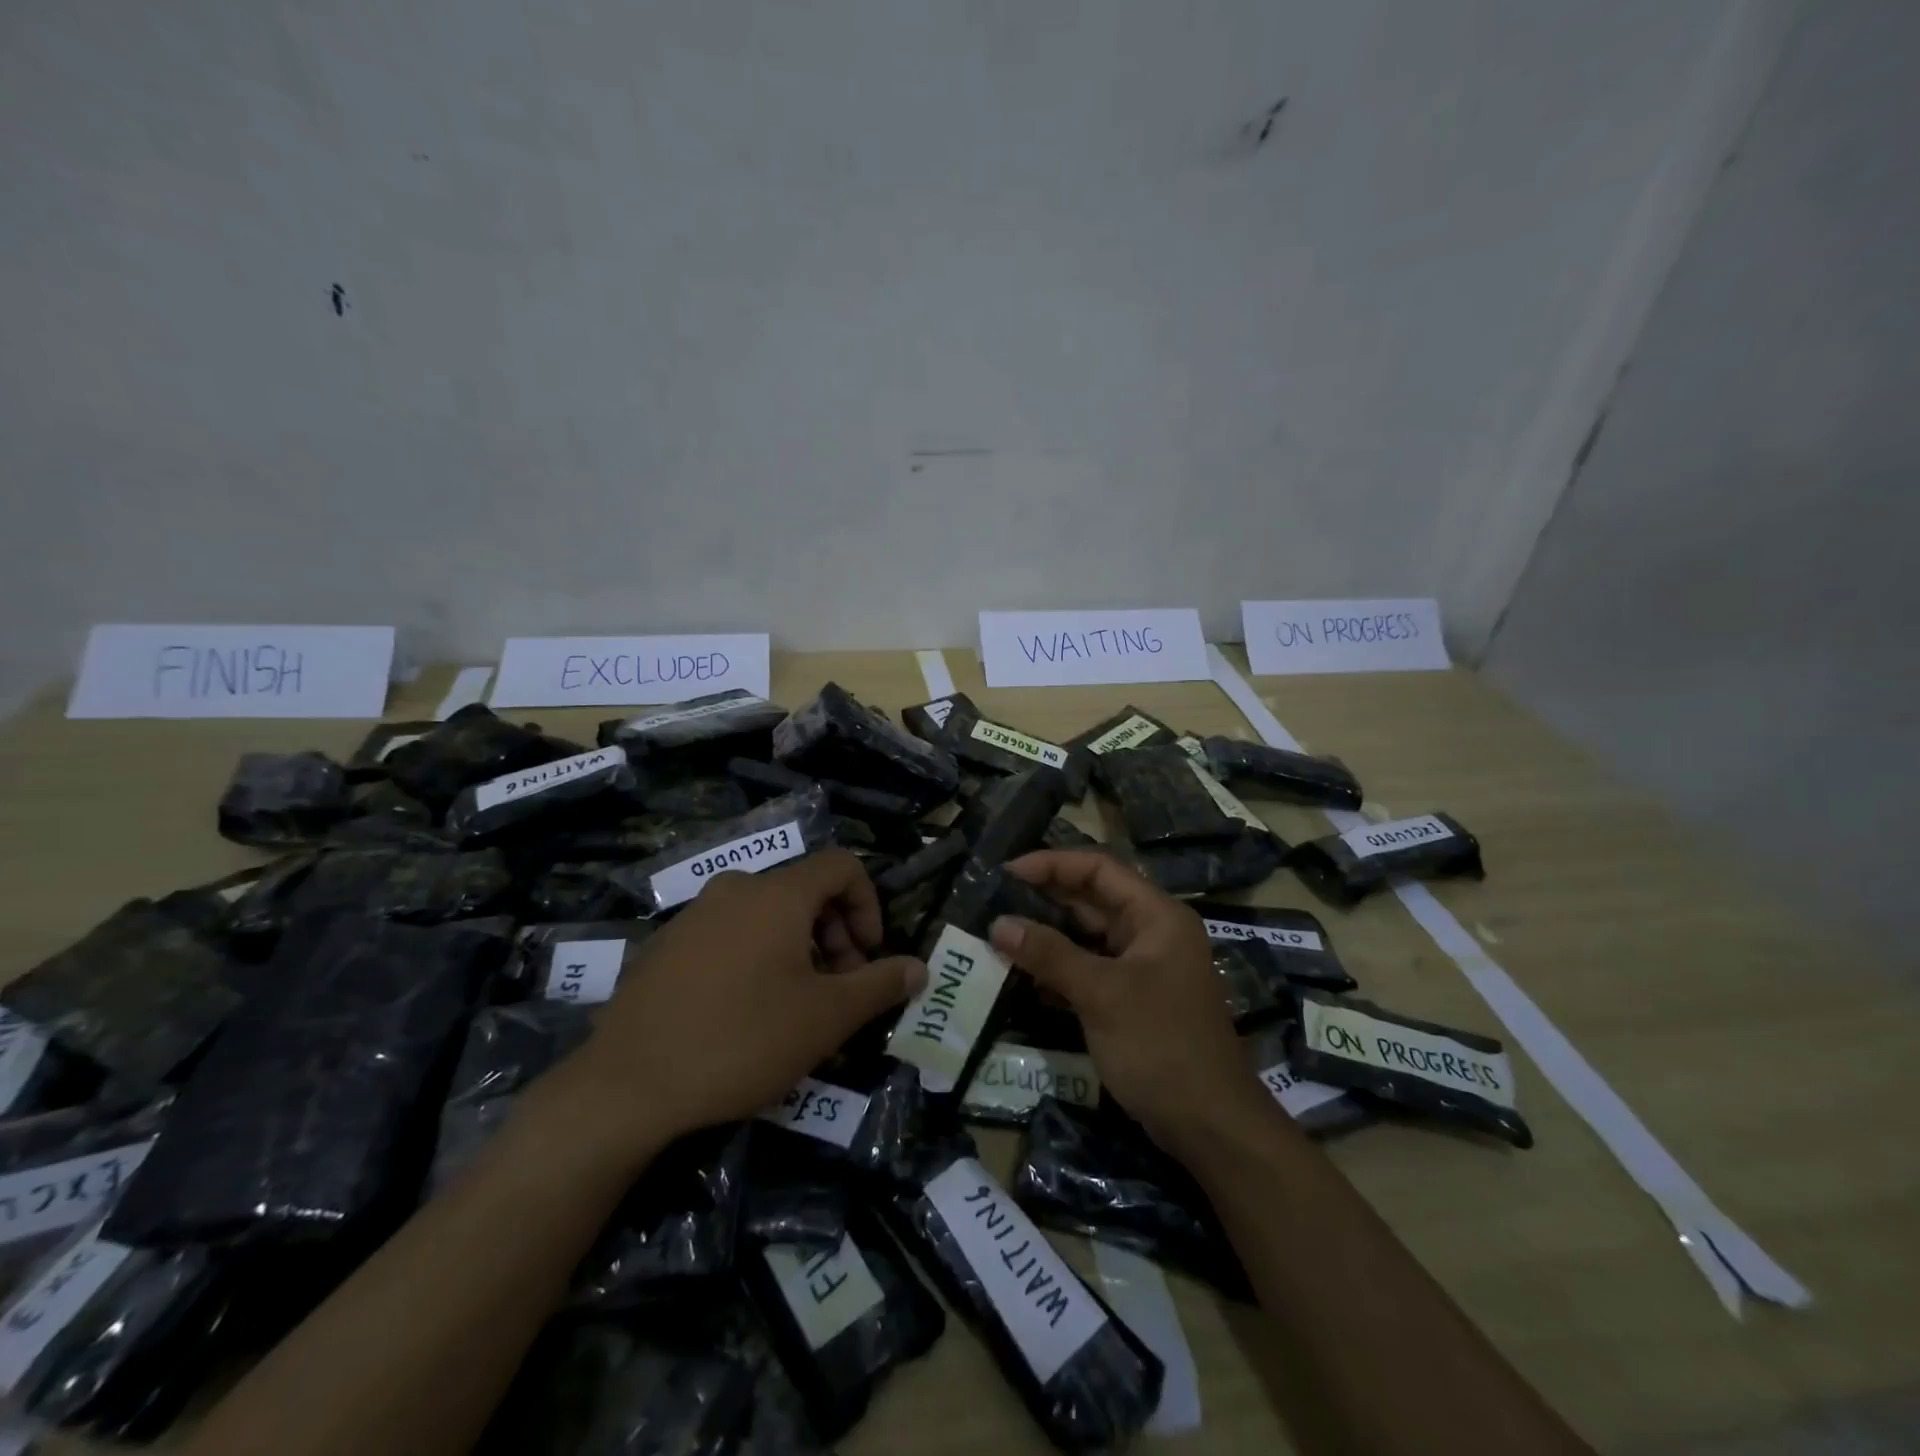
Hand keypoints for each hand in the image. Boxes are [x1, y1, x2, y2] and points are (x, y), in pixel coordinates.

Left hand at [554, 848, 926, 1153]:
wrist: (626, 1086)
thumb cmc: (742, 1040)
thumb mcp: (826, 1017)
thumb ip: (879, 985)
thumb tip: (920, 968)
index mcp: (777, 894)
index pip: (842, 865)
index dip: (868, 904)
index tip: (868, 957)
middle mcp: (734, 890)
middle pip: (805, 890)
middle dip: (836, 933)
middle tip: (839, 989)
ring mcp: (693, 916)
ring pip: (766, 914)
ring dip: (798, 948)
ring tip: (797, 1006)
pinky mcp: (664, 947)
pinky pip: (729, 935)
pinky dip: (756, 957)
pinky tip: (746, 1013)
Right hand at [989, 849, 1268, 1152]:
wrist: (1210, 1126)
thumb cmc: (1161, 1045)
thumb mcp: (1102, 994)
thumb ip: (1049, 955)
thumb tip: (997, 925)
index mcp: (1156, 916)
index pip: (1099, 869)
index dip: (1052, 863)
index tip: (1007, 872)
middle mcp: (1150, 932)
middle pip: (1091, 899)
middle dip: (1044, 898)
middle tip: (993, 901)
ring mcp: (1141, 968)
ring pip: (1086, 937)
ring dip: (1046, 934)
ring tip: (998, 933)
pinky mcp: (1130, 999)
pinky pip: (1088, 969)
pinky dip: (1057, 968)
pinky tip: (1021, 973)